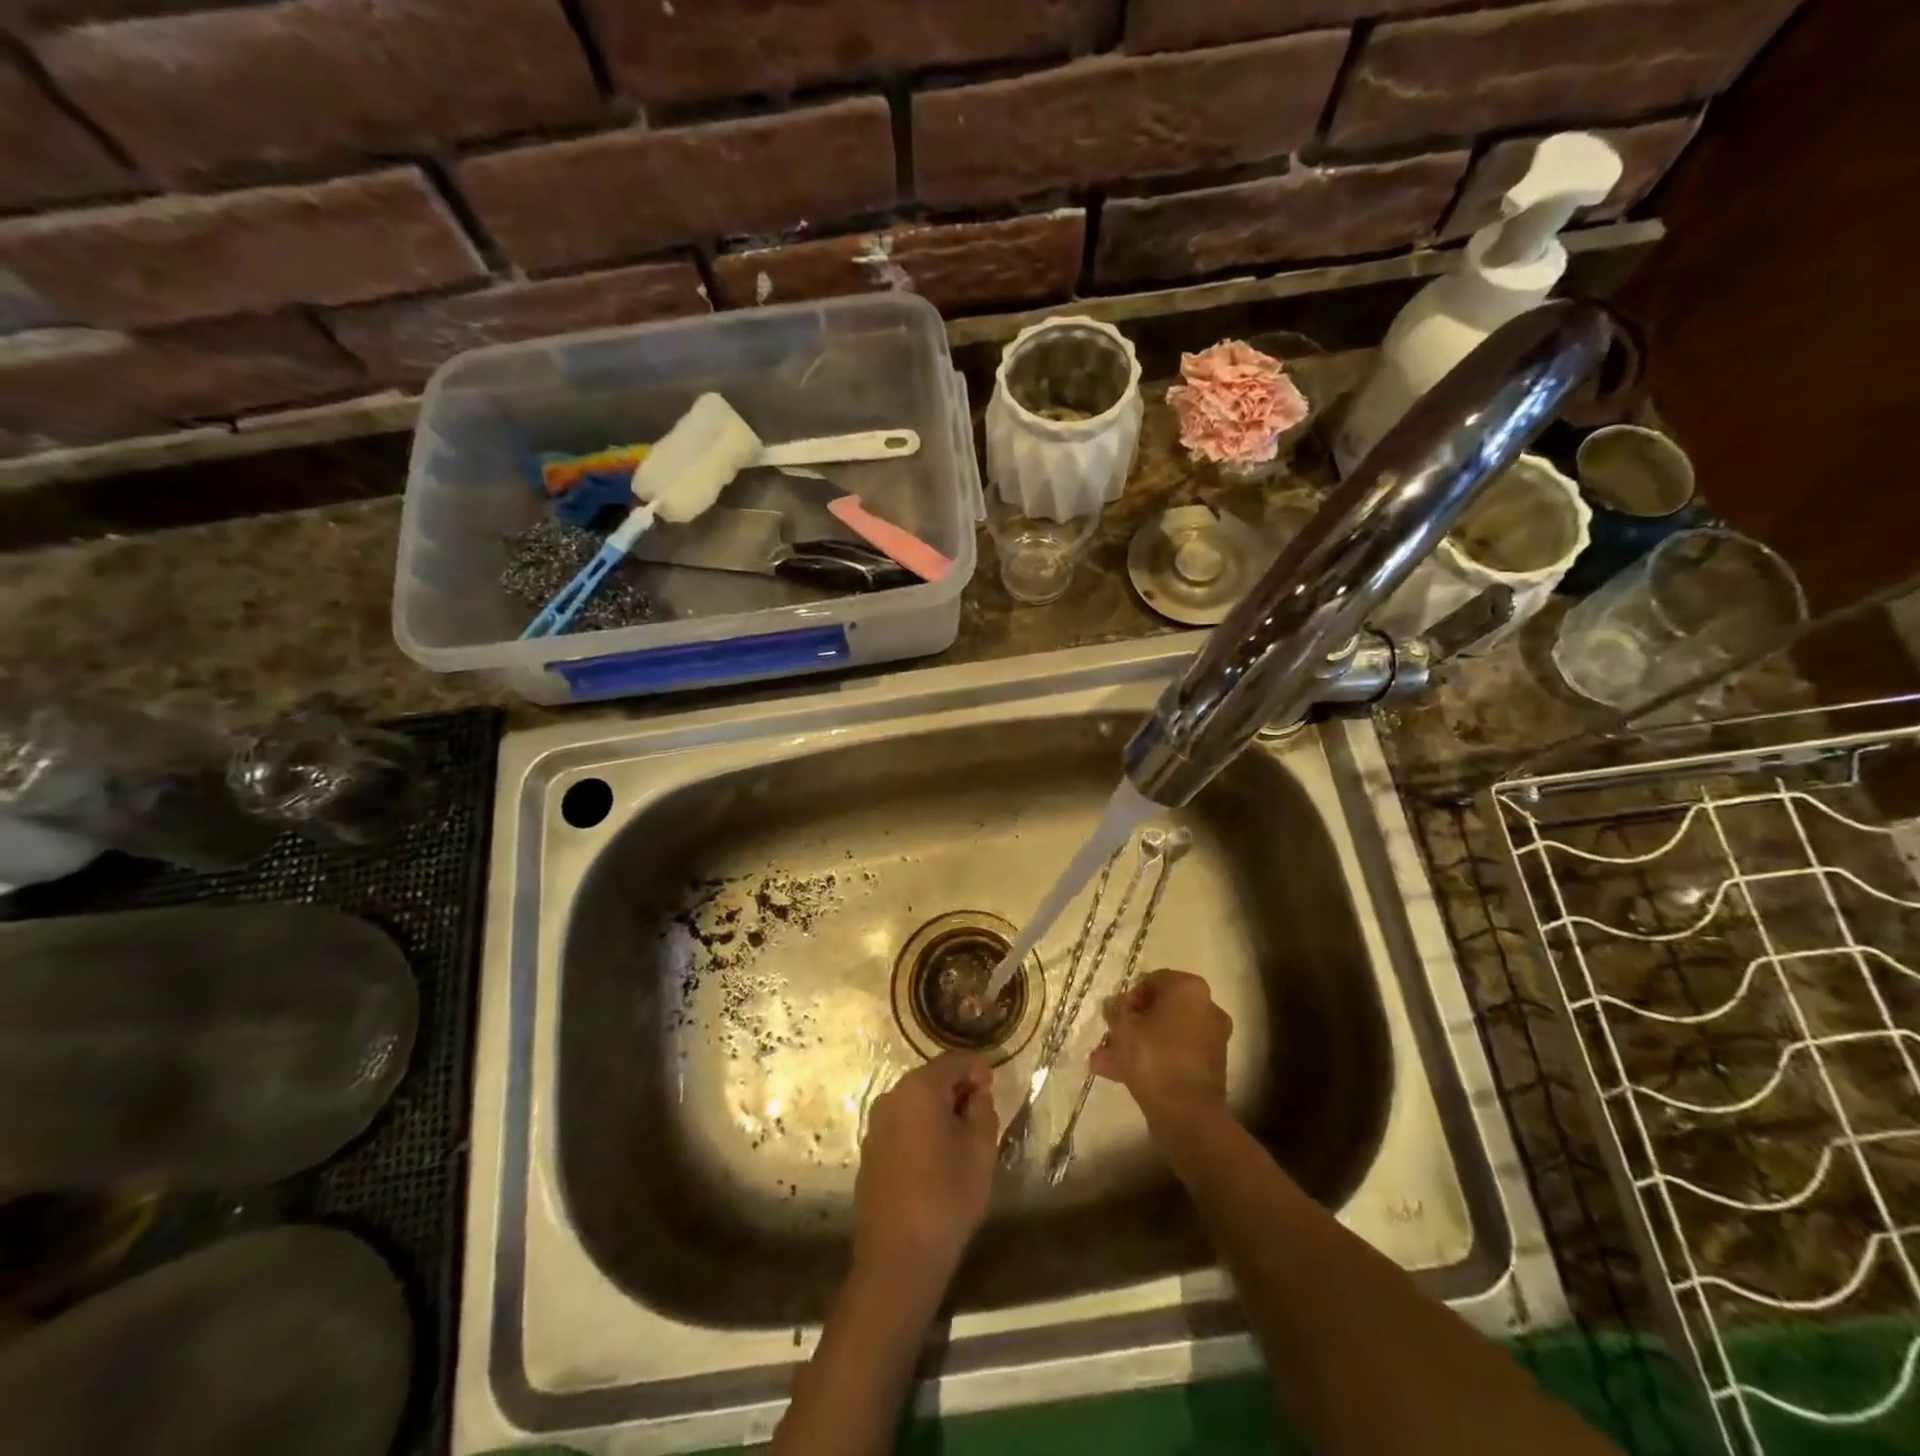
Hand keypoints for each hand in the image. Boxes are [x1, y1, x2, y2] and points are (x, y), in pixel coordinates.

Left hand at [854, 1051, 998, 1285]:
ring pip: (917, 1103)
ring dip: (940, 1112)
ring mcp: (876, 1124)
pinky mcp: (870, 1150)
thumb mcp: (981, 1149)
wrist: (898, 1258)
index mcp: (919, 1088)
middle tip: (981, 1119)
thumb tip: (976, 1093)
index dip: (978, 1070)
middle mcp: (892, 1096)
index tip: (993, 1091)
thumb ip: (983, 1109)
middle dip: (959, 1091)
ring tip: (961, 1143)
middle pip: (933, 1079)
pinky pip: (902, 1125)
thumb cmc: (947, 1197)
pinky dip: (921, 1131)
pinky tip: (936, 1162)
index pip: (955, 1060)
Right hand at [1090, 968, 1231, 1134]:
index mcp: (1190, 989)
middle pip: (1160, 1009)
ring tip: (1103, 1061)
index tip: (1114, 1015)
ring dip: (1136, 1044)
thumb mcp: (1123, 1028)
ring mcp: (1211, 1039)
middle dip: (1132, 1023)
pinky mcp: (1210, 1067)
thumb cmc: (1153, 1057)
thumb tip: (1113, 1005)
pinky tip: (1119, 1075)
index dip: (1129, 996)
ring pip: (1165, 1035)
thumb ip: (1115, 1010)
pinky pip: (1174, 1055)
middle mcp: (1206, 1008)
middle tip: (1109, 1036)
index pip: (1153, 980)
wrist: (1188, 1114)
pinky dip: (1152, 1060)